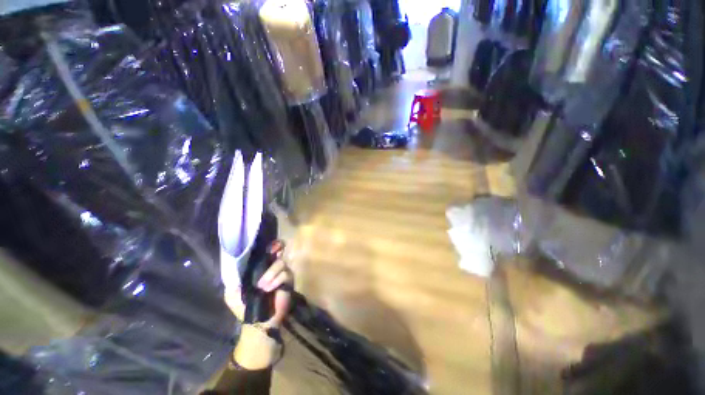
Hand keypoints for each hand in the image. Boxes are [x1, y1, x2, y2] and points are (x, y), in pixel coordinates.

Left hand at [223, 240, 293, 327]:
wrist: (257, 320)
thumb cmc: (244, 306)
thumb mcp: (232, 292)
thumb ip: (233, 278)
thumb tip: (235, 262)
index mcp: (260, 266)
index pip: (269, 249)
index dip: (272, 244)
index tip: (271, 245)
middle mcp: (273, 266)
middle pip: (278, 251)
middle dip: (274, 254)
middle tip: (270, 262)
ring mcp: (282, 272)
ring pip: (281, 263)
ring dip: (270, 274)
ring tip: (262, 287)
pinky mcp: (289, 281)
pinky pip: (285, 274)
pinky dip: (276, 280)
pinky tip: (270, 289)